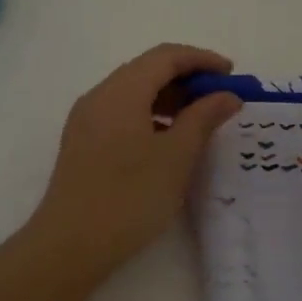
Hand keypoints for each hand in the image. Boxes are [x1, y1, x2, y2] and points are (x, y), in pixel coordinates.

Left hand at [33, 43, 242, 269]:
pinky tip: (167, 139)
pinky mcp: (82, 141)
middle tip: (219, 98)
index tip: (231, 74)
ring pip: (133, 92)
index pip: (165, 56)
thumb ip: (203, 118)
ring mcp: (86, 119)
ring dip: (168, 97)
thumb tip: (226, 95)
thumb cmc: (129, 197)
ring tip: (199, 120)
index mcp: (121, 91)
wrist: (71, 244)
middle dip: (186, 77)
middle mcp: (99, 95)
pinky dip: (149, 114)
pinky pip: (121, 112)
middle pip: (147, 69)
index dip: (201, 59)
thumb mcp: (176, 157)